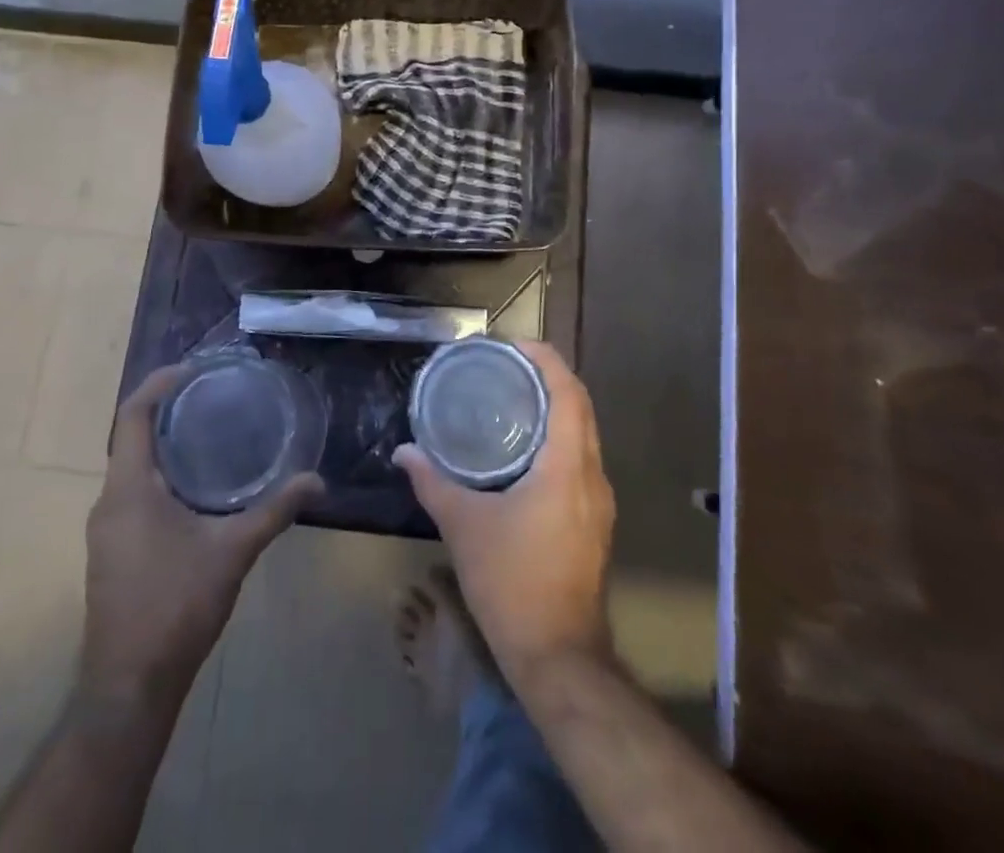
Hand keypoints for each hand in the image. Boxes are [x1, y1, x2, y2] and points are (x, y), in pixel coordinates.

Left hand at [80, 364, 321, 707]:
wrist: (129, 688)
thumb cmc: (176, 607)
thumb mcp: (233, 552)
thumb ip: (275, 511)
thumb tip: (317, 480)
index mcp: (129, 490)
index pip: (132, 417)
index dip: (157, 385)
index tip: (191, 369)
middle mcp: (109, 503)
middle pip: (131, 438)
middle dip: (167, 411)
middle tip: (211, 396)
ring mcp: (106, 531)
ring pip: (132, 469)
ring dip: (164, 445)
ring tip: (208, 432)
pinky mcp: (112, 552)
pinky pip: (132, 494)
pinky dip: (160, 475)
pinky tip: (195, 486)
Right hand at [394, 341, 614, 683]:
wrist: (558, 656)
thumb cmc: (512, 583)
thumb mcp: (464, 527)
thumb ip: (433, 482)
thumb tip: (404, 452)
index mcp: (568, 465)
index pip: (568, 392)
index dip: (546, 360)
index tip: (514, 346)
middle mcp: (593, 475)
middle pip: (580, 407)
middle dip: (549, 378)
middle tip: (507, 367)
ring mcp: (599, 501)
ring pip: (584, 434)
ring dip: (556, 409)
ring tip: (512, 399)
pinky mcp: (595, 521)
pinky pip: (581, 460)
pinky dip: (559, 439)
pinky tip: (524, 450)